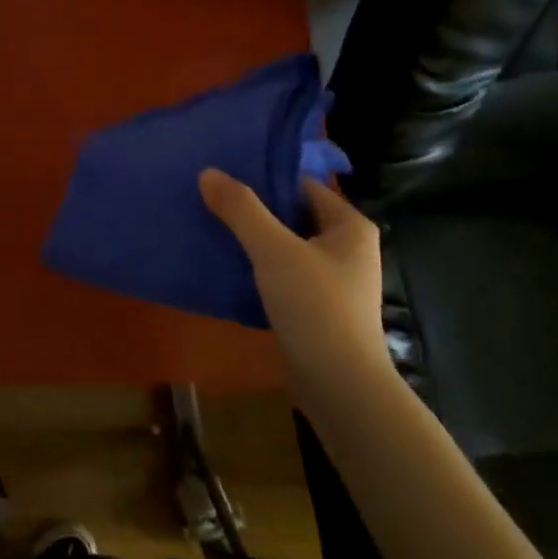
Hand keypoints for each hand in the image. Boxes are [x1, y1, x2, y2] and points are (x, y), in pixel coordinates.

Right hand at [199, 169, 388, 391]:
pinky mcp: (317, 308)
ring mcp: (333, 281)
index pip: (302, 186)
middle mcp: (347, 248)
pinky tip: (227, 269)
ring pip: (285, 248)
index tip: (224, 177)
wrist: (339, 386)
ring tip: (211, 230)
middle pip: (292, 216)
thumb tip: (207, 172)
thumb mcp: (274, 250)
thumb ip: (241, 209)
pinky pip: (282, 276)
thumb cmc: (315, 307)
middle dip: (253, 211)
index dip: (264, 178)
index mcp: (350, 226)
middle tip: (210, 201)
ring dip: (252, 241)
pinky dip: (257, 270)